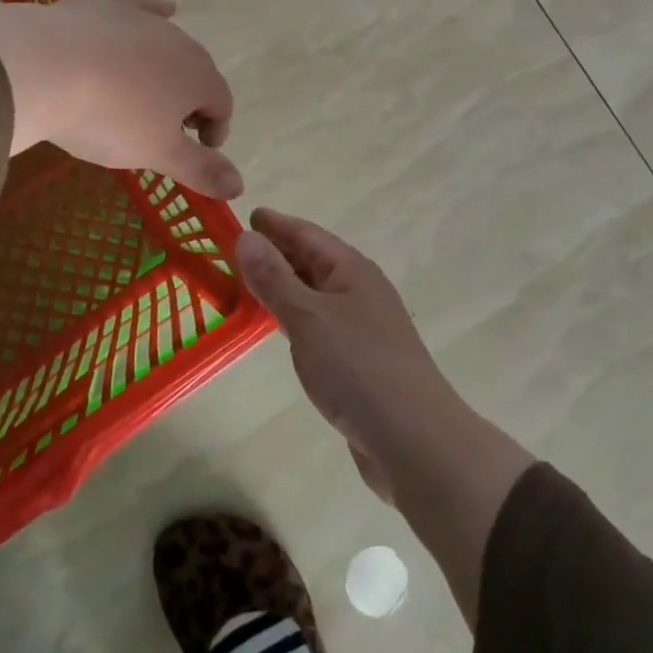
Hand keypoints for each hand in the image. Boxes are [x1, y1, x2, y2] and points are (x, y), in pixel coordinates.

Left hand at [0, 0, 240, 199]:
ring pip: (169, 45)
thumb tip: (241, 186)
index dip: (215, 130)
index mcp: (200, 80)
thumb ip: (201, 169)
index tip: (197, 150)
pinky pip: (142, 9)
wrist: (46, 68)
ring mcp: (145, 20)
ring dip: (167, 69)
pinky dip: (154, 13)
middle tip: (167, 127)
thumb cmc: (109, 119)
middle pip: (197, 74)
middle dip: (191, 101)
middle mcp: (182, 44)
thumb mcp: (156, 153)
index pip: (222, 105)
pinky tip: (162, 9)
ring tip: (146, 91)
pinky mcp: (110, 6)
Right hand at [234, 208, 459, 501]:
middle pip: (313, 261)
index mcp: (352, 270)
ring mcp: (363, 326)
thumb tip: (246, 236)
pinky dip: (296, 317)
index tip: (247, 212)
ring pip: (316, 294)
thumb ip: (275, 279)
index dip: (276, 224)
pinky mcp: (361, 360)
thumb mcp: (308, 318)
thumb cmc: (358, 368)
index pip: (308, 234)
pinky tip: (280, 328)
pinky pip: (320, 324)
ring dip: (286, 285)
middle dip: (278, 251)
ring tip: (251, 281)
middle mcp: (360, 290)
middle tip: (238, 246)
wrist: (414, 439)